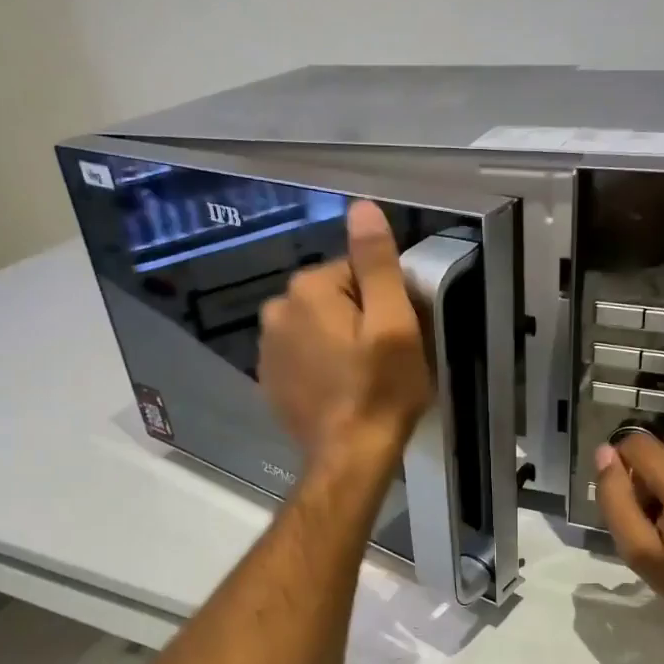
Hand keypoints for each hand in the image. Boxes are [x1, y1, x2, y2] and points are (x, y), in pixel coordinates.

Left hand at [259, 200, 431, 465]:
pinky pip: (300, 356)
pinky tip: (338, 391)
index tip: (396, 333)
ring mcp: (266, 348)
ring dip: (336, 341)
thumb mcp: (393, 323)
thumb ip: (376, 262)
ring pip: (315, 327)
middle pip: (332, 298)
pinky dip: (318, 365)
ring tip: (362, 377)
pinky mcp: (268, 380)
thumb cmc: (381, 390)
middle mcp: (276, 310)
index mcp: (308, 289)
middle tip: (383, 358)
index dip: (383, 300)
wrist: (349, 457)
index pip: (355, 271)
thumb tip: (361, 207)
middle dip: (357, 319)